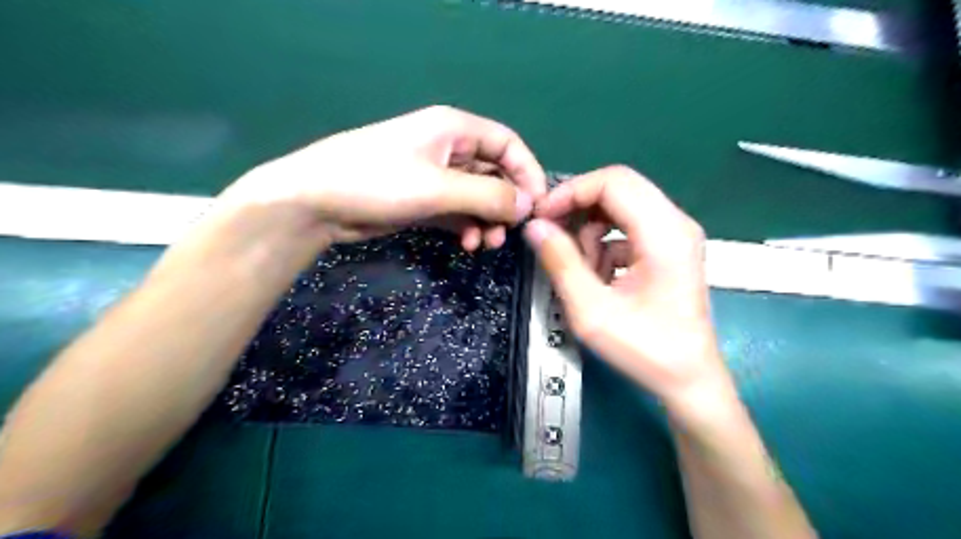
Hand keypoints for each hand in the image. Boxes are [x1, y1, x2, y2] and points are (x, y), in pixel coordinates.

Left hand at [218, 104, 542, 249]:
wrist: (317, 201)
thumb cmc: (379, 181)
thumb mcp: (439, 188)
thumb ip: (488, 197)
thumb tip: (527, 206)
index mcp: (454, 129)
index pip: (507, 144)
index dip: (527, 172)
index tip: (538, 205)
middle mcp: (448, 148)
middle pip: (494, 173)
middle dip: (505, 204)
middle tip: (508, 233)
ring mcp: (434, 176)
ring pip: (476, 196)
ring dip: (486, 220)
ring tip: (485, 243)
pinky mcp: (422, 200)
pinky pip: (457, 211)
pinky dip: (467, 226)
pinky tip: (467, 243)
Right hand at [523, 164, 732, 412]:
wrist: (688, 379)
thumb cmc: (645, 349)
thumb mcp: (592, 311)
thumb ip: (561, 263)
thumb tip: (535, 226)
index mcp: (664, 233)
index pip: (613, 182)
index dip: (571, 192)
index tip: (541, 217)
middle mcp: (675, 223)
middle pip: (618, 188)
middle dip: (577, 207)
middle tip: (550, 234)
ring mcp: (675, 234)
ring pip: (620, 206)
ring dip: (590, 230)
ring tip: (580, 269)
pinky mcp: (668, 248)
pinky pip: (627, 228)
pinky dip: (603, 244)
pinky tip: (598, 277)